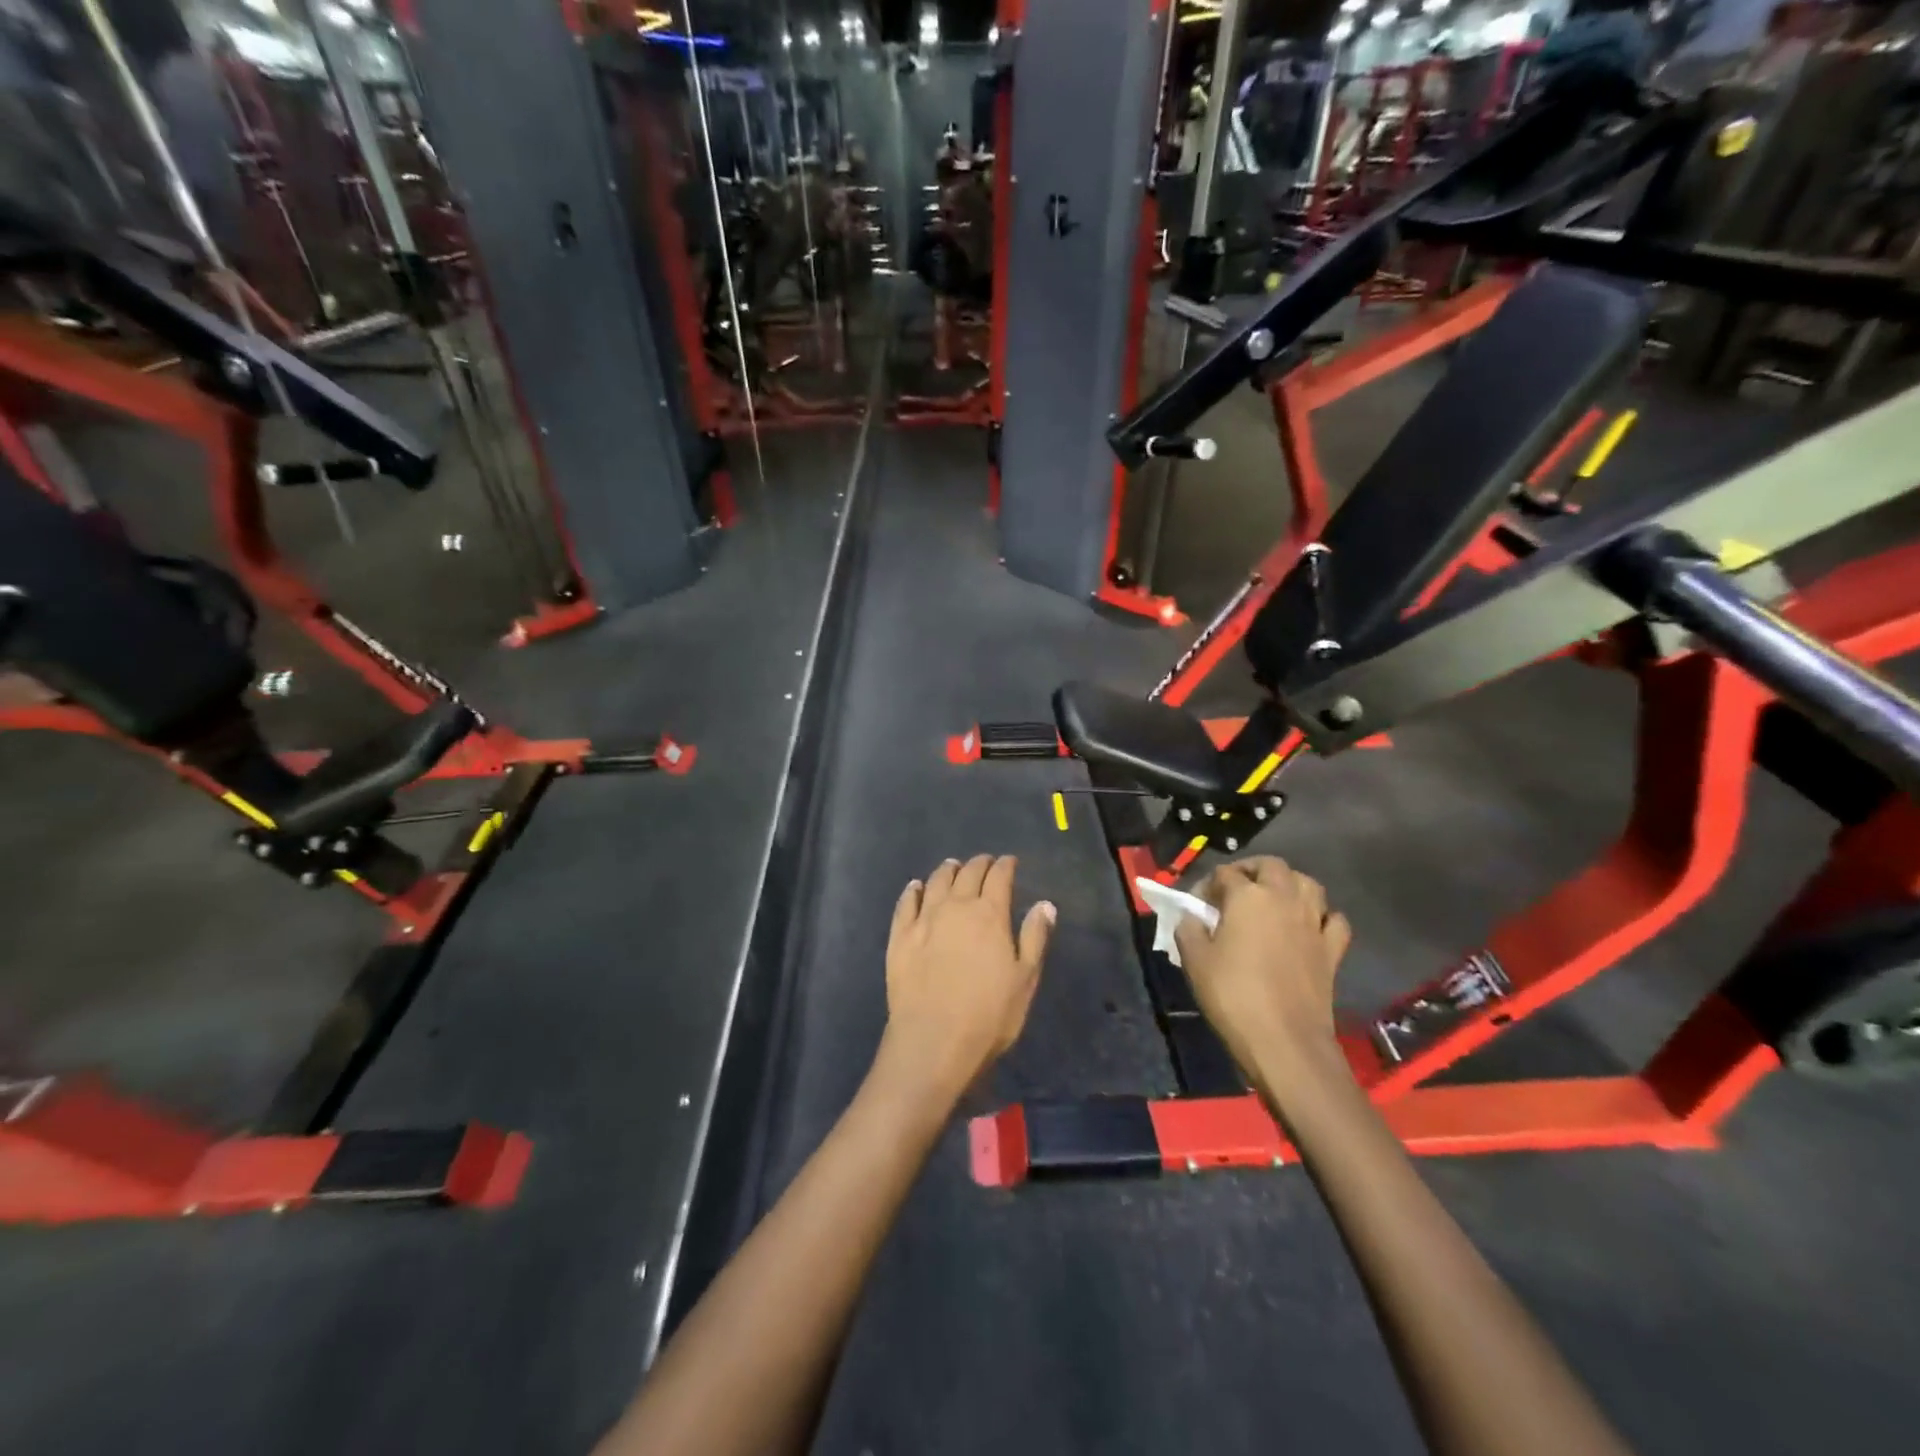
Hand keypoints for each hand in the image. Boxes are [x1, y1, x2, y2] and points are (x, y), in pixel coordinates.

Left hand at [881, 855, 1054, 1101]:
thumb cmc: (989, 1014)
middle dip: (979, 864)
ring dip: (947, 871)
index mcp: (990, 914)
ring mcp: (924, 919)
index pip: (999, 877)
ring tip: (952, 866)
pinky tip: (915, 887)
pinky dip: (913, 890)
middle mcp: (956, 907)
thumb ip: (1035, 937)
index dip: (1006, 866)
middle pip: (967, 874)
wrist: (933, 1040)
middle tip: (985, 862)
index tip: (1010, 862)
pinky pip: (906, 903)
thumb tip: (1045, 904)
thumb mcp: (1025, 979)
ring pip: (935, 882)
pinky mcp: (899, 936)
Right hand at [1174, 857, 1352, 1104]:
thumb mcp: (1194, 960)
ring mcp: (1313, 923)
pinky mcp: (1333, 951)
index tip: (1196, 906)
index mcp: (1248, 896)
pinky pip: (1334, 920)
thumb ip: (1189, 928)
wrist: (1285, 1042)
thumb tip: (1192, 917)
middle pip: (1272, 866)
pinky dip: (1322, 917)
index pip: (1224, 874)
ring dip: (1289, 884)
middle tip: (1234, 890)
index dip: (1206, 885)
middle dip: (1251, 870)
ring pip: (1308, 884)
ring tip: (1272, 900)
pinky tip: (1308, 928)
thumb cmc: (1233, 996)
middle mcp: (1285, 899)